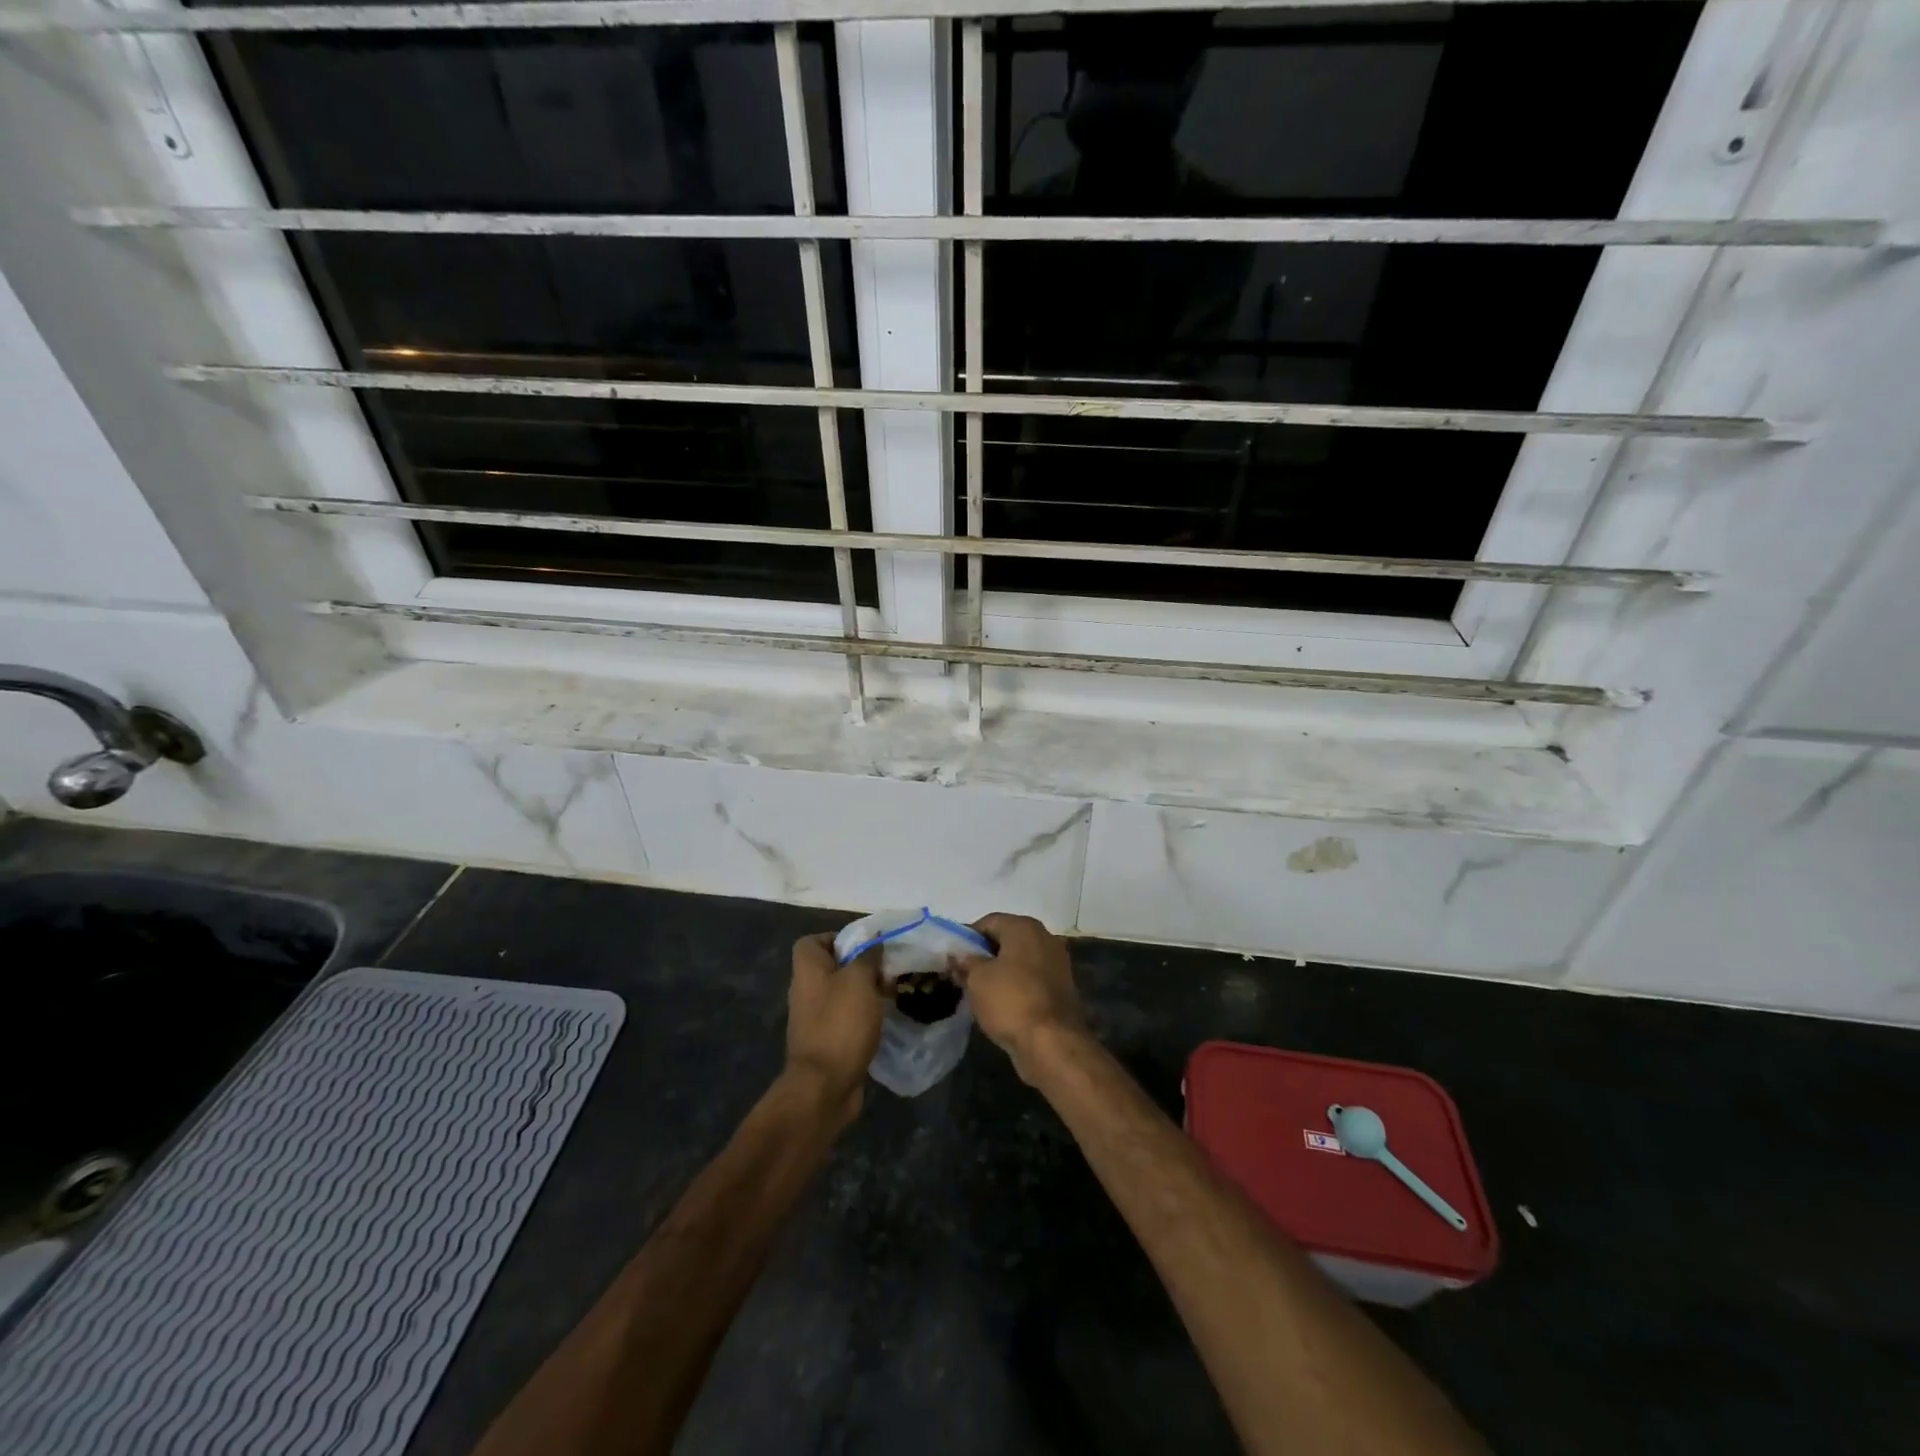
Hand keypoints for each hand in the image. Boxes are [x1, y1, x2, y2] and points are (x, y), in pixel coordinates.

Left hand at [784, 933, 884, 1123]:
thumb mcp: (859, 980)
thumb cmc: (840, 1023)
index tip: (865, 945)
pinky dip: (864, 1018)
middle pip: (832, 967)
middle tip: (888, 969)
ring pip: (843, 994)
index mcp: (807, 970)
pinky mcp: (827, 1042)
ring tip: (893, 993)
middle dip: (860, 966)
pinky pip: (847, 1019)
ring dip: (866, 993)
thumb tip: (874, 943)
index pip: (812, 941)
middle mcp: (807, 991)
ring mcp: (815, 1019)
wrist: (824, 1086)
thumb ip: (868, 957)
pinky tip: (886, 1020)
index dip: (837, 937)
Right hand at [952, 913, 1084, 1081]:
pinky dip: (1015, 986)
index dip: (967, 937)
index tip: (952, 957)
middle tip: (962, 974)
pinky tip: (1000, 1003)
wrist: (1051, 1043)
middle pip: (1005, 939)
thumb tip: (957, 955)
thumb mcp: (977, 979)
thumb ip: (965, 962)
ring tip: (978, 990)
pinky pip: (1030, 979)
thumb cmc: (1010, 1001)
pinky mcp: (1061, 988)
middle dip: (983, 954)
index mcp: (1024, 927)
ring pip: (1018, 960)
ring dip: (999, 971)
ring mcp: (1056, 963)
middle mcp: (1044, 938)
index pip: (988, 922)